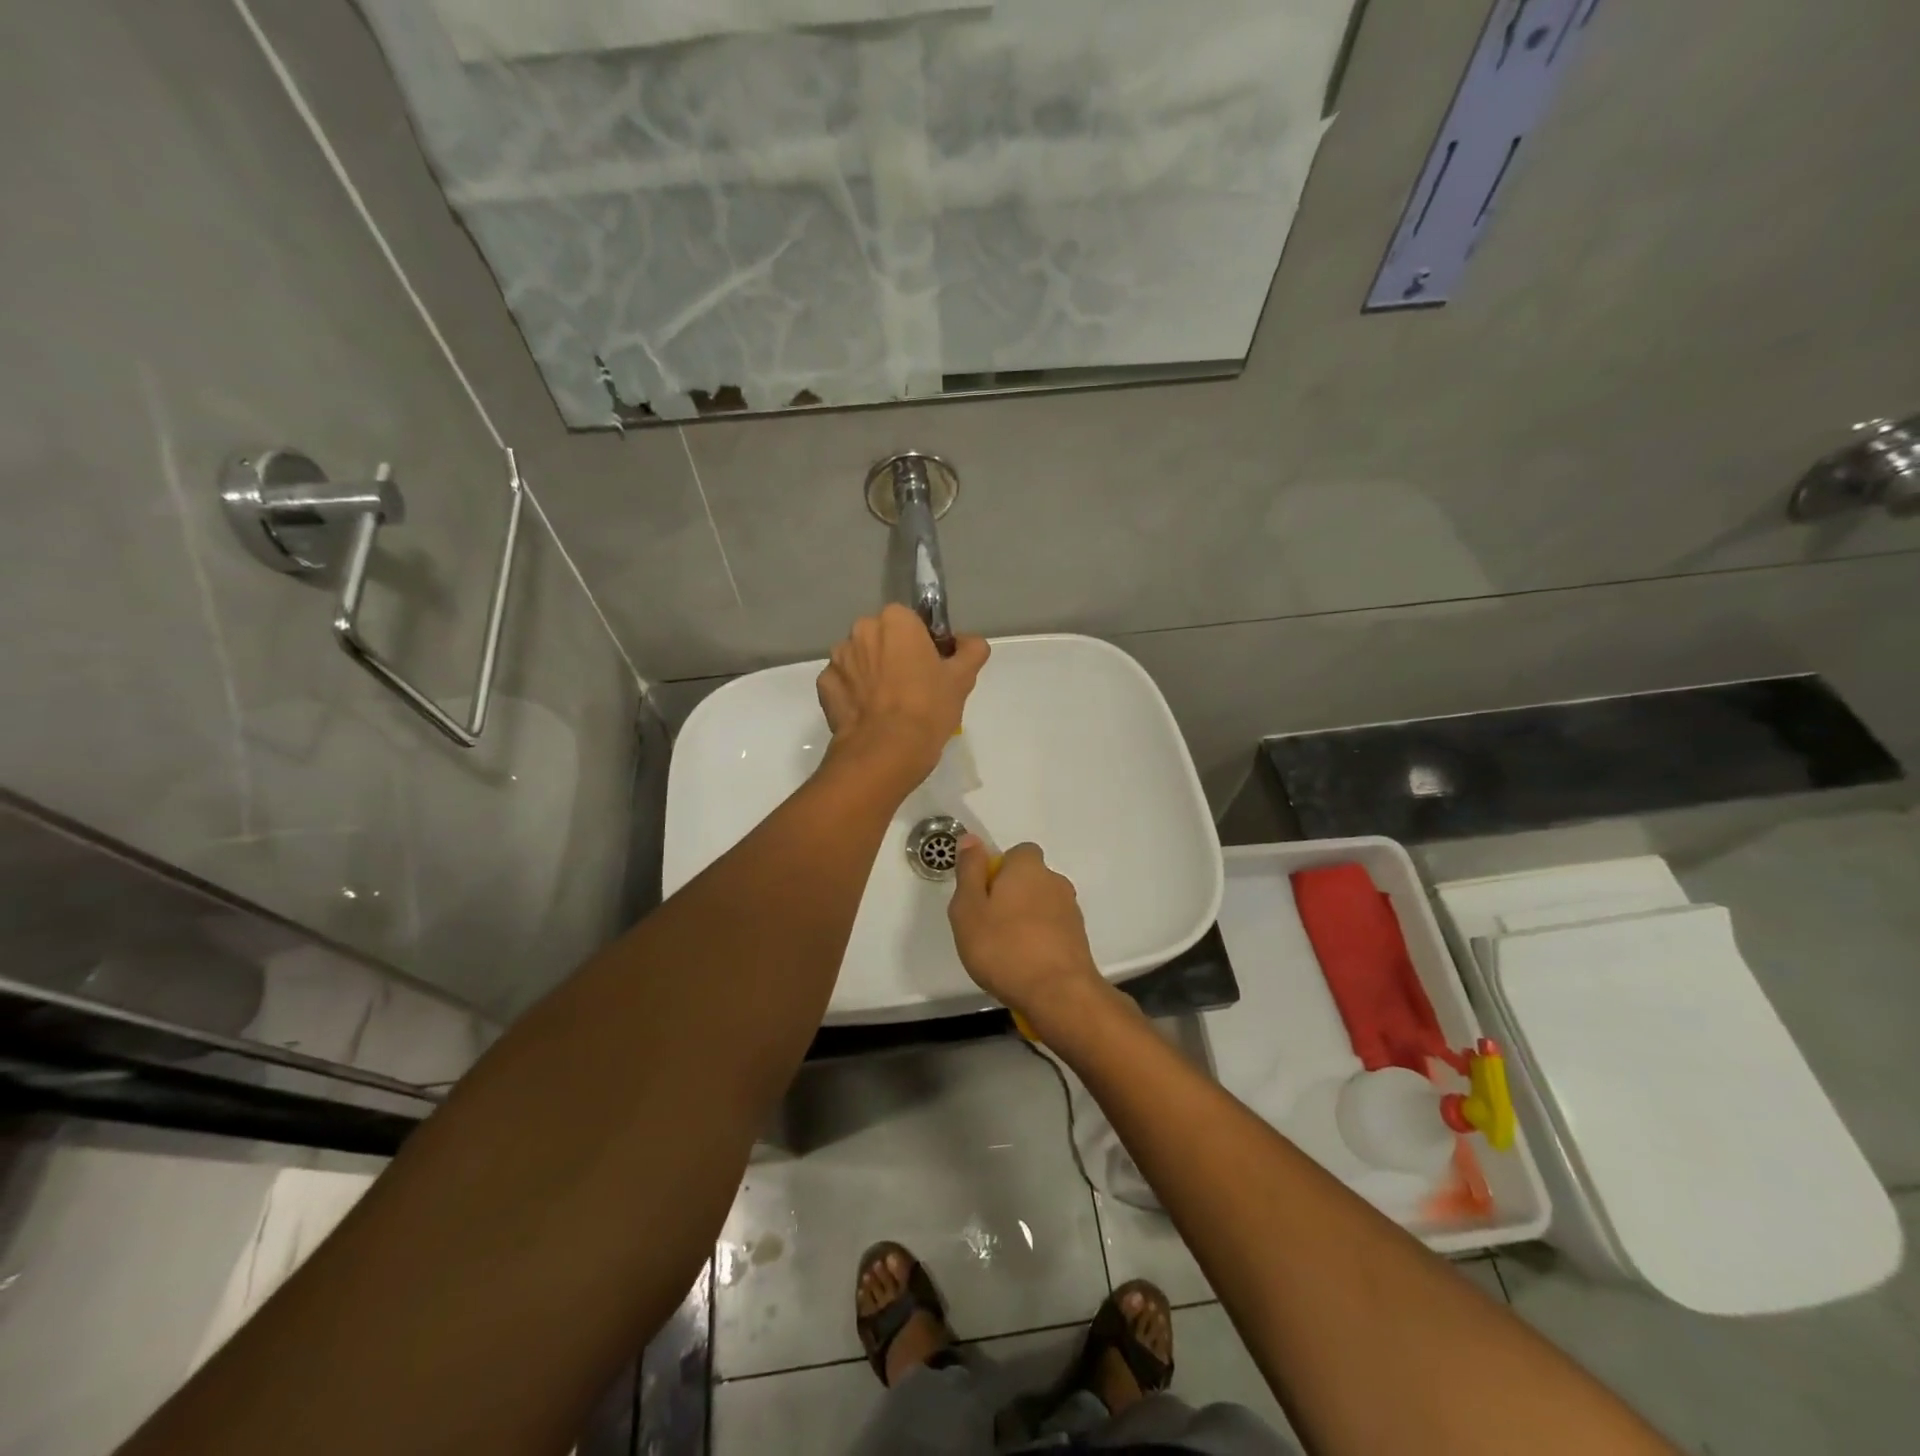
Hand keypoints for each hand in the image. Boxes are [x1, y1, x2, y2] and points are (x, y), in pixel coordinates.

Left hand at [816, 605, 988, 791]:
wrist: (886, 751)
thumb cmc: (928, 708)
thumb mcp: (963, 678)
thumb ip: (972, 650)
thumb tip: (968, 642)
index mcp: (895, 620)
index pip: (911, 622)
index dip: (922, 643)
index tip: (931, 667)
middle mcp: (861, 630)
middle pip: (882, 638)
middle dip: (893, 655)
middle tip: (912, 687)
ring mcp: (838, 658)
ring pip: (860, 660)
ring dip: (871, 673)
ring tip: (888, 706)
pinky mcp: (824, 686)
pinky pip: (843, 683)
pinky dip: (853, 694)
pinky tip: (869, 715)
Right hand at [948, 837, 1105, 1028]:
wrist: (1058, 994)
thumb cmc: (1003, 947)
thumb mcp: (969, 908)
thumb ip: (969, 871)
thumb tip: (970, 839)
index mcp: (1028, 868)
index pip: (1017, 853)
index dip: (998, 870)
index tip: (982, 896)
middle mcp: (1054, 881)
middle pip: (1029, 880)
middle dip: (1011, 896)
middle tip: (988, 926)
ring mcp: (1071, 911)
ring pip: (1041, 906)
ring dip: (1026, 919)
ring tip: (1006, 951)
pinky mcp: (1079, 939)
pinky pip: (1052, 930)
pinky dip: (1039, 940)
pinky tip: (1026, 965)